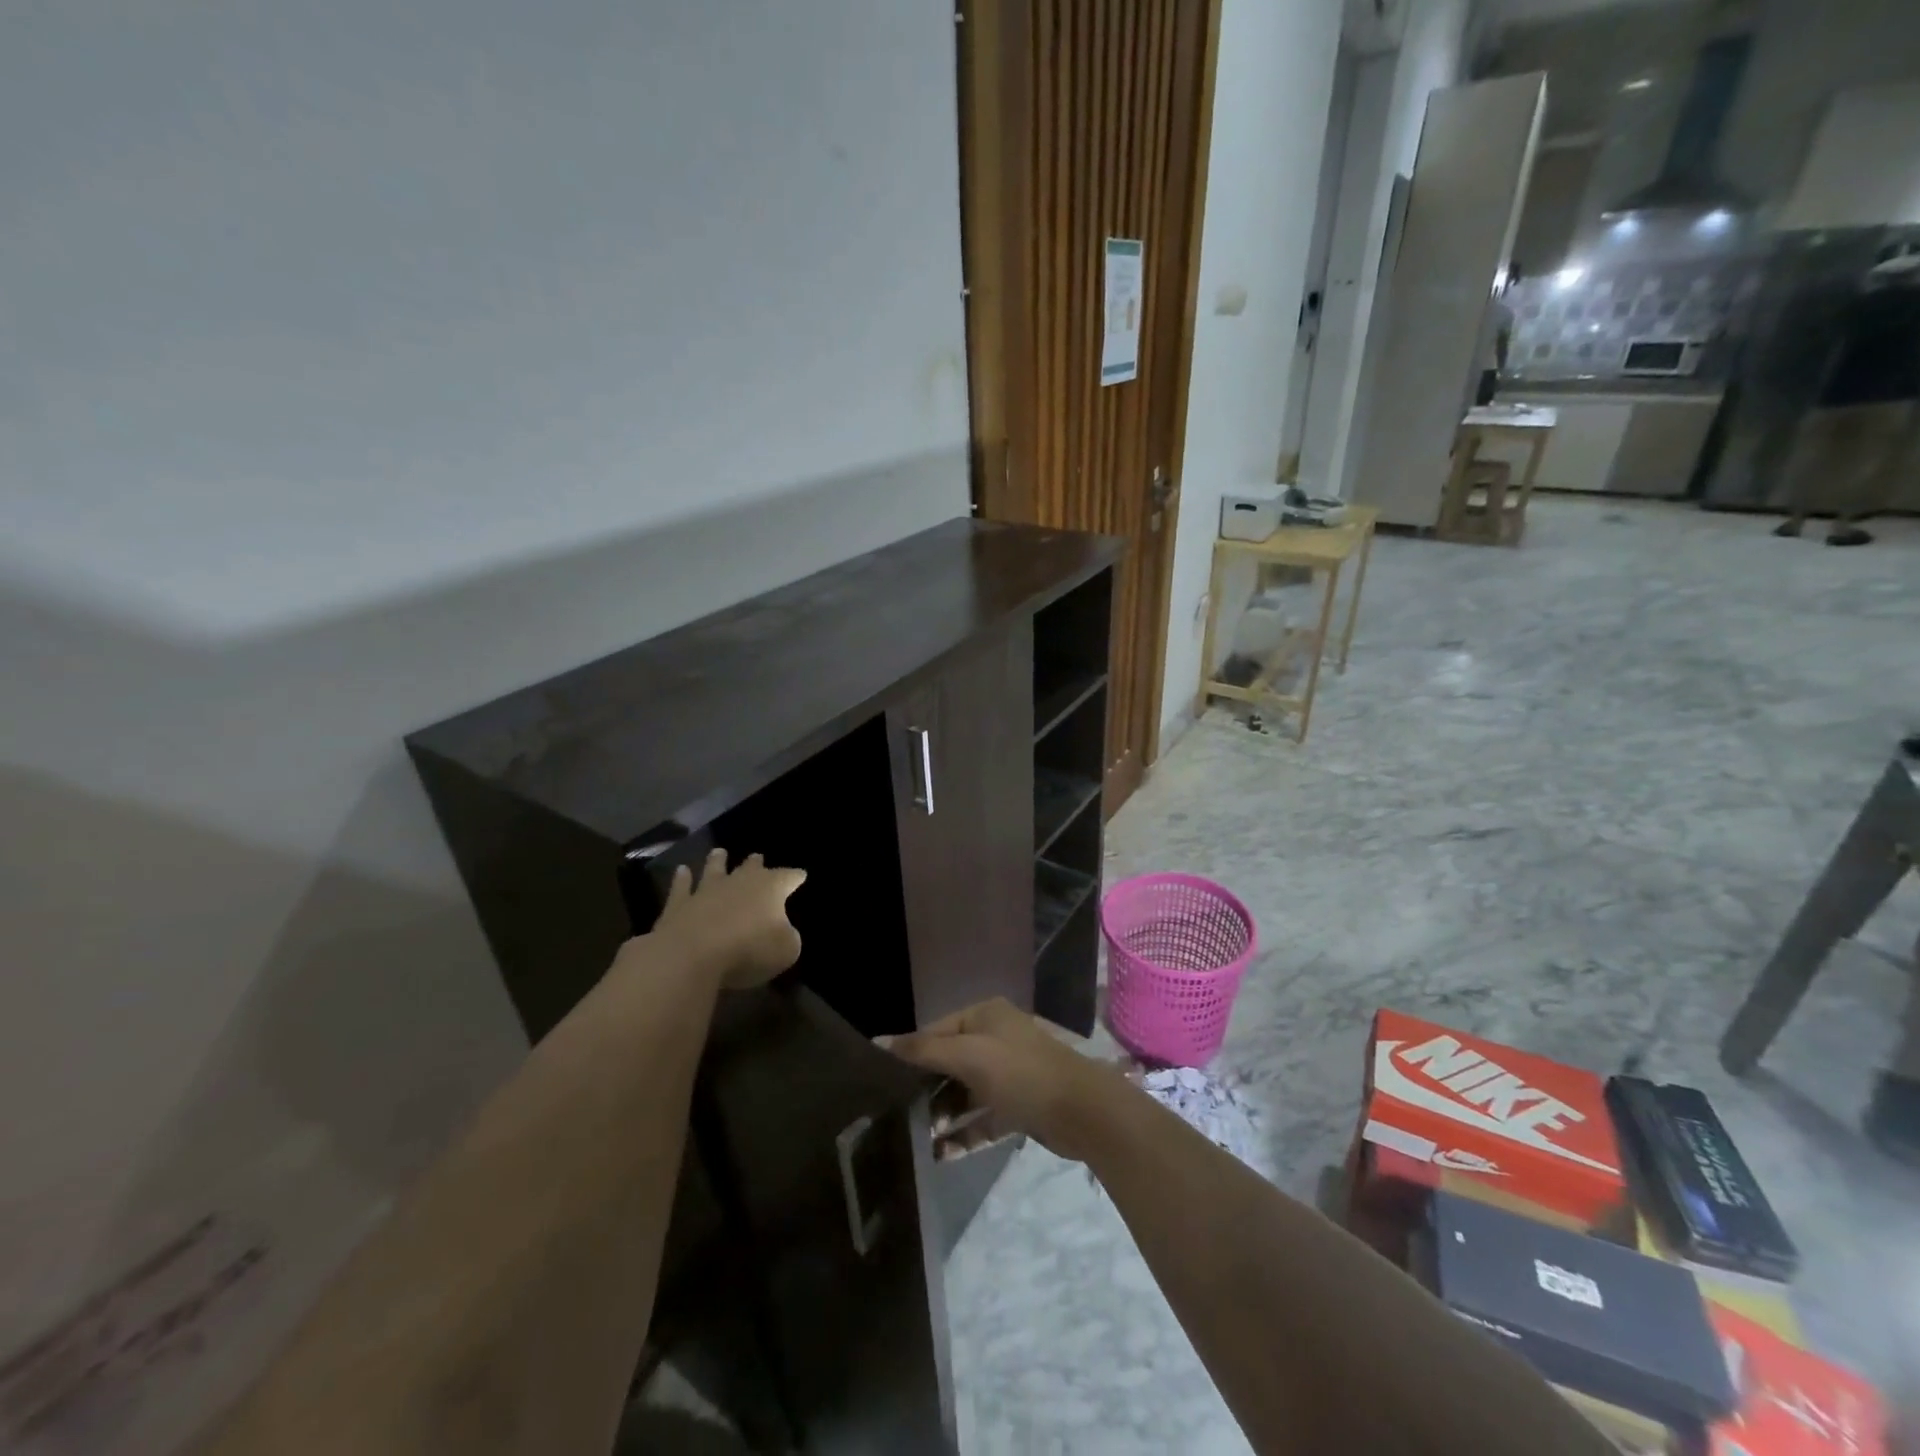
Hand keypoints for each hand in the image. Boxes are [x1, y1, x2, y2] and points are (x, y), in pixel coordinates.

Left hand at [645, 848, 805, 990]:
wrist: (692, 954)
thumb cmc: (748, 950)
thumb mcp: (786, 950)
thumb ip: (788, 937)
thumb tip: (783, 931)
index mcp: (771, 888)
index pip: (789, 877)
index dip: (796, 876)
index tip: (802, 875)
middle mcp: (739, 881)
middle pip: (751, 867)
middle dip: (756, 863)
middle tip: (757, 856)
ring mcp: (707, 889)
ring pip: (714, 869)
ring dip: (717, 861)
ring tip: (719, 852)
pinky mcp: (679, 904)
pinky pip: (681, 886)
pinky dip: (682, 878)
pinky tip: (682, 870)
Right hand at [883, 999, 1120, 1162]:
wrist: (1084, 1111)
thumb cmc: (1022, 1073)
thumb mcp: (969, 1056)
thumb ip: (923, 1050)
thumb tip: (878, 1041)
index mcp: (985, 1016)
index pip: (936, 1031)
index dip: (909, 1053)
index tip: (879, 1081)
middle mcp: (996, 1039)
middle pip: (950, 1063)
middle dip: (925, 1090)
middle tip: (895, 1116)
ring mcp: (1009, 1074)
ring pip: (966, 1093)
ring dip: (943, 1116)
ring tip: (915, 1140)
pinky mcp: (1019, 1107)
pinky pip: (984, 1118)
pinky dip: (965, 1134)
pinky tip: (941, 1155)